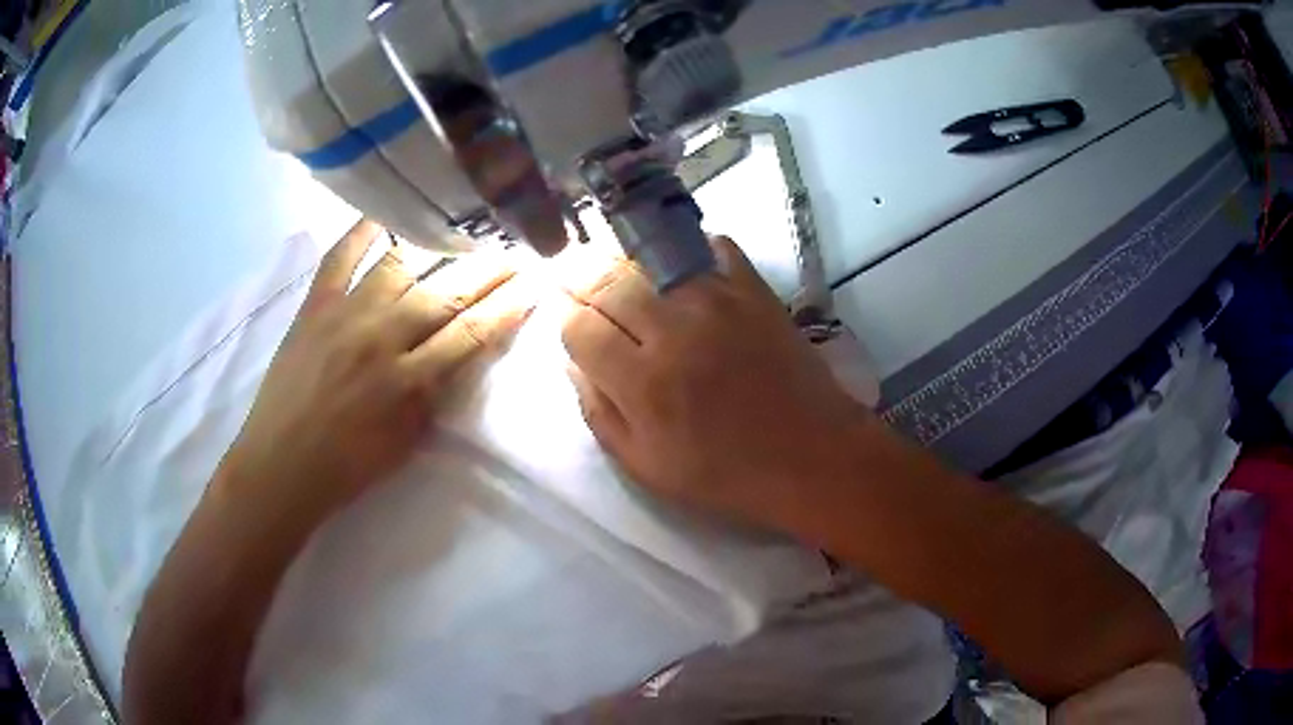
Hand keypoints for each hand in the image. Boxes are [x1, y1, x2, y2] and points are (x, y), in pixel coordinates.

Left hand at [220, 219, 535, 516]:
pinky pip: (340, 257)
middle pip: (445, 292)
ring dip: (437, 245)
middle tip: (514, 249)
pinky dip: (362, 230)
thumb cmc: (348, 465)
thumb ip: (434, 393)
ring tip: (462, 228)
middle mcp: (381, 337)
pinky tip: (386, 211)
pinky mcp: (314, 305)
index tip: (534, 282)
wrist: (280, 464)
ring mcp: (344, 314)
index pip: (470, 332)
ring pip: (399, 264)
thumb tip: (458, 352)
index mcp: (407, 381)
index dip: (508, 306)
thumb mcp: (406, 440)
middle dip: (488, 269)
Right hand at [560, 238, 869, 532]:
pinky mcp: (754, 290)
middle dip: (582, 280)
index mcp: (643, 383)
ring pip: (651, 260)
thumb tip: (573, 363)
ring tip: (617, 269)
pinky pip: (712, 247)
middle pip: (608, 283)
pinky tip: (678, 265)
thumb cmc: (725, 474)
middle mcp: (674, 331)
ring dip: (625, 262)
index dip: (565, 320)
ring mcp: (718, 302)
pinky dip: (689, 248)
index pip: (579, 327)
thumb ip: (600, 414)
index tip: (568, 320)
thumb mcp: (646, 466)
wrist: (811, 456)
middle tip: (575, 278)